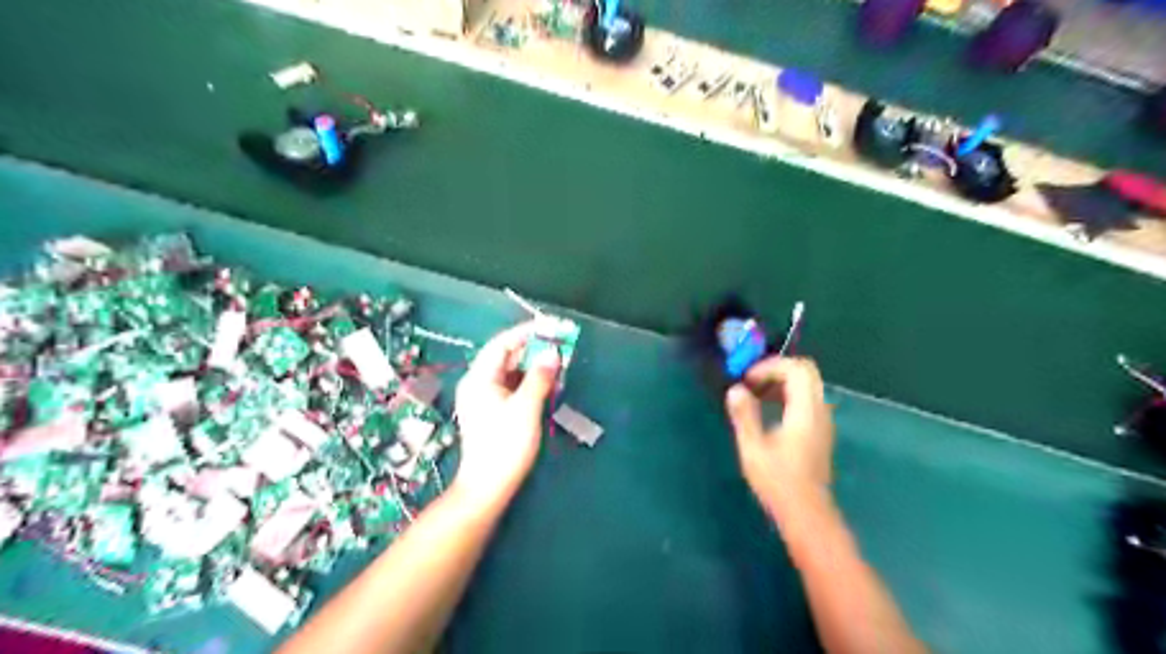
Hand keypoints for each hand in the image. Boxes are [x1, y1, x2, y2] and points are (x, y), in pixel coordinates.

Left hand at [453, 323, 562, 502]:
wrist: (487, 487)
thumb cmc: (505, 446)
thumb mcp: (526, 408)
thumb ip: (540, 377)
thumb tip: (552, 353)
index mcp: (479, 378)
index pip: (502, 343)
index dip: (526, 332)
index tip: (551, 327)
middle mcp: (478, 383)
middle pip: (506, 356)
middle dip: (533, 349)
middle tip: (560, 344)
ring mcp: (484, 398)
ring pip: (511, 372)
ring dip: (534, 366)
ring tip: (559, 362)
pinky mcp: (493, 412)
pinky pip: (512, 387)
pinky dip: (530, 382)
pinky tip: (548, 384)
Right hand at [726, 358, 832, 515]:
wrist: (806, 514)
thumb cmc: (778, 482)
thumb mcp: (753, 448)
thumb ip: (744, 415)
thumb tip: (735, 390)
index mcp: (805, 411)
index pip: (796, 369)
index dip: (770, 367)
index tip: (747, 379)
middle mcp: (820, 411)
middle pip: (806, 372)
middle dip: (777, 370)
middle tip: (751, 382)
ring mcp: (823, 422)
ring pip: (807, 386)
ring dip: (781, 383)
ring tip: (754, 395)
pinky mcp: (819, 432)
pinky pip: (807, 400)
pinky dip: (787, 396)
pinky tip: (767, 412)